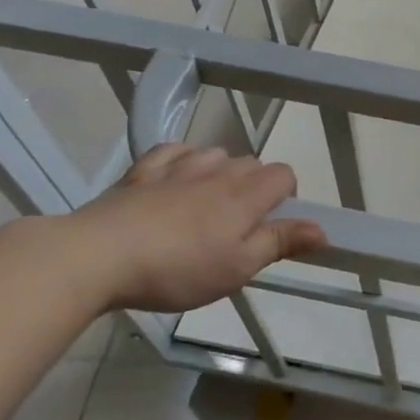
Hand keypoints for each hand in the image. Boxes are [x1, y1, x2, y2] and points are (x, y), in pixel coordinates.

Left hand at [62, 145, 325, 313]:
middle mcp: (217, 173)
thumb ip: (280, 243)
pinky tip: (174, 179)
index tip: (270, 224)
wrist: (96, 257)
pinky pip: (172, 151)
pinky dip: (181, 159)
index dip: (285, 195)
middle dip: (253, 186)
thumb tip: (322, 229)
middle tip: (236, 226)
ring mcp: (177, 168)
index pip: (284, 174)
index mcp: (245, 196)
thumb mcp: (237, 268)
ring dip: (219, 171)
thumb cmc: (177, 269)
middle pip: (251, 163)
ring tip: (205, 203)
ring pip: (214, 154)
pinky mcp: (141, 172)